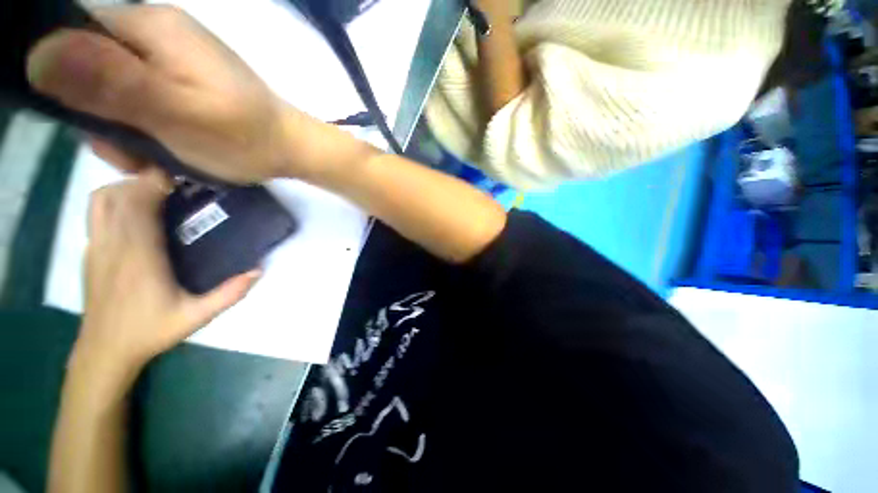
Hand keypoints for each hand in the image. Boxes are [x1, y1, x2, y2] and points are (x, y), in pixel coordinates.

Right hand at [26, 5, 352, 182]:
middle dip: (102, 117)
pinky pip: (141, 100)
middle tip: (136, 156)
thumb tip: (39, 55)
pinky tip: (167, 152)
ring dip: (125, 131)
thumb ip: (112, 83)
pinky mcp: (184, 82)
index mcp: (150, 27)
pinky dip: (145, 129)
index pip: (73, 36)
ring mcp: (171, 58)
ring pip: (114, 89)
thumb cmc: (243, 136)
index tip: (98, 128)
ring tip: (156, 161)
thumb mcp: (174, 113)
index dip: (68, 83)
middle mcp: (157, 34)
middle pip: (92, 66)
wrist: (290, 148)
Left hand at [75, 169, 259, 377]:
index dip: (156, 182)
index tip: (181, 177)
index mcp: (140, 257)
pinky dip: (112, 199)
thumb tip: (259, 268)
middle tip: (177, 184)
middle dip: (146, 180)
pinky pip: (96, 212)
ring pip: (102, 199)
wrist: (105, 349)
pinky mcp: (90, 250)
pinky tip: (132, 208)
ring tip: (154, 191)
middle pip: (121, 194)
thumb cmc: (150, 331)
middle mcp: (114, 244)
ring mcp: (97, 246)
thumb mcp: (197, 316)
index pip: (139, 204)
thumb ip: (230, 293)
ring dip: (126, 186)